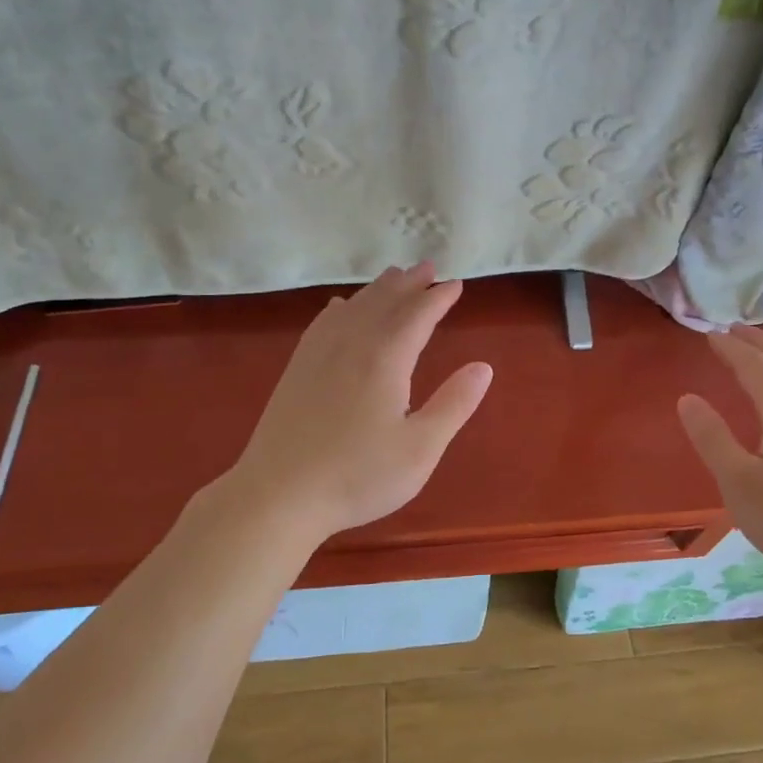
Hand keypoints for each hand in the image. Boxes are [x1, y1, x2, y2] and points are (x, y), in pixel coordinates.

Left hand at [227, 263, 492, 538]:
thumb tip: (483, 367)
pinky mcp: (297, 369)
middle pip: (385, 301)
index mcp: (385, 358)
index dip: (439, 298)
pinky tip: (341, 307)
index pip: (418, 315)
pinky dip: (342, 307)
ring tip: (394, 276)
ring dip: (378, 289)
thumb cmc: (357, 476)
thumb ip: (453, 404)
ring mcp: (319, 354)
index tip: (455, 284)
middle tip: (428, 267)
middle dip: (410, 283)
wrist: (278, 495)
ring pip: (355, 306)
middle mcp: (352, 344)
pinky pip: (324, 322)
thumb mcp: (420, 448)